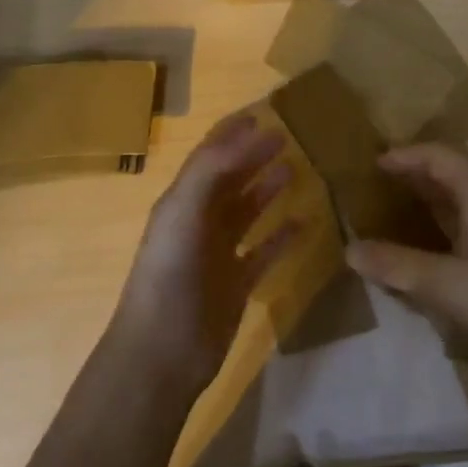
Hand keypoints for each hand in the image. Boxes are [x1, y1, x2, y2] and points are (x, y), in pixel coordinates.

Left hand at [110, 111, 299, 398]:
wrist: (162, 353)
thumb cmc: (170, 277)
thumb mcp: (182, 213)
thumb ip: (211, 170)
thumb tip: (249, 133)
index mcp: (181, 202)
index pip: (209, 156)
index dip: (233, 133)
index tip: (263, 112)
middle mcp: (199, 222)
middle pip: (230, 179)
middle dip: (254, 155)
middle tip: (287, 135)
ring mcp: (218, 254)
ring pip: (247, 212)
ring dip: (267, 189)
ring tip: (296, 168)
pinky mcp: (237, 284)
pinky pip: (264, 251)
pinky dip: (282, 236)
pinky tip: (305, 223)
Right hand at [346, 143, 467, 384]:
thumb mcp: (447, 289)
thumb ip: (397, 266)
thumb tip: (350, 250)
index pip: (439, 155)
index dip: (405, 155)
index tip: (374, 164)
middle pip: (458, 163)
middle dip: (421, 167)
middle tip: (384, 179)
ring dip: (440, 186)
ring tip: (405, 198)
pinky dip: (457, 204)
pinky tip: (443, 227)